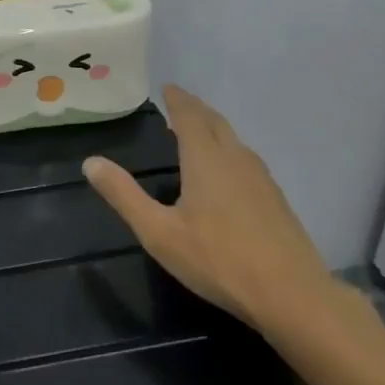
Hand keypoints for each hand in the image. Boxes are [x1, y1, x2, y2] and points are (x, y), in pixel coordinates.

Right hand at [82, 84, 332, 332]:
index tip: (167, 87)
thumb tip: (91, 162)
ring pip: (234, 140)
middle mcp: (235, 159)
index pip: (189, 116)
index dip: (177, 99)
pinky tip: (227, 172)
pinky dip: (229, 150)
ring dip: (214, 128)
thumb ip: (124, 196)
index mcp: (205, 159)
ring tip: (198, 132)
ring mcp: (262, 179)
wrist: (294, 297)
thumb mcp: (159, 232)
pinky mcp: (277, 201)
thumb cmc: (219, 260)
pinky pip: (247, 159)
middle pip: (215, 122)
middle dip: (195, 109)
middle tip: (179, 103)